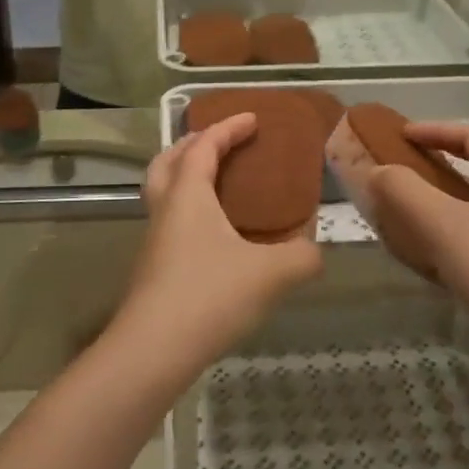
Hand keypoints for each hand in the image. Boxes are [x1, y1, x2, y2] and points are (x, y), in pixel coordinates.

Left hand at [108, 115, 323, 382]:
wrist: (153, 350)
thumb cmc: (209, 296)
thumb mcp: (270, 274)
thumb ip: (301, 256)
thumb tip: (316, 250)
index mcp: (188, 194)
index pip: (204, 146)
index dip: (228, 127)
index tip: (253, 118)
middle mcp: (165, 209)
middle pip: (168, 160)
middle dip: (193, 143)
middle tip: (221, 142)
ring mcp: (154, 239)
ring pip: (163, 191)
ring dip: (185, 176)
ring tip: (218, 185)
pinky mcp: (153, 267)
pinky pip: (169, 220)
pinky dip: (188, 209)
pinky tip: (214, 235)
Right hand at [365, 123, 468, 334]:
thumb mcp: (437, 222)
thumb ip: (402, 188)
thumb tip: (378, 172)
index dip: (432, 130)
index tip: (400, 135)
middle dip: (442, 157)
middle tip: (408, 162)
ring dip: (449, 190)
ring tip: (417, 200)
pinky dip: (460, 218)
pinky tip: (438, 241)